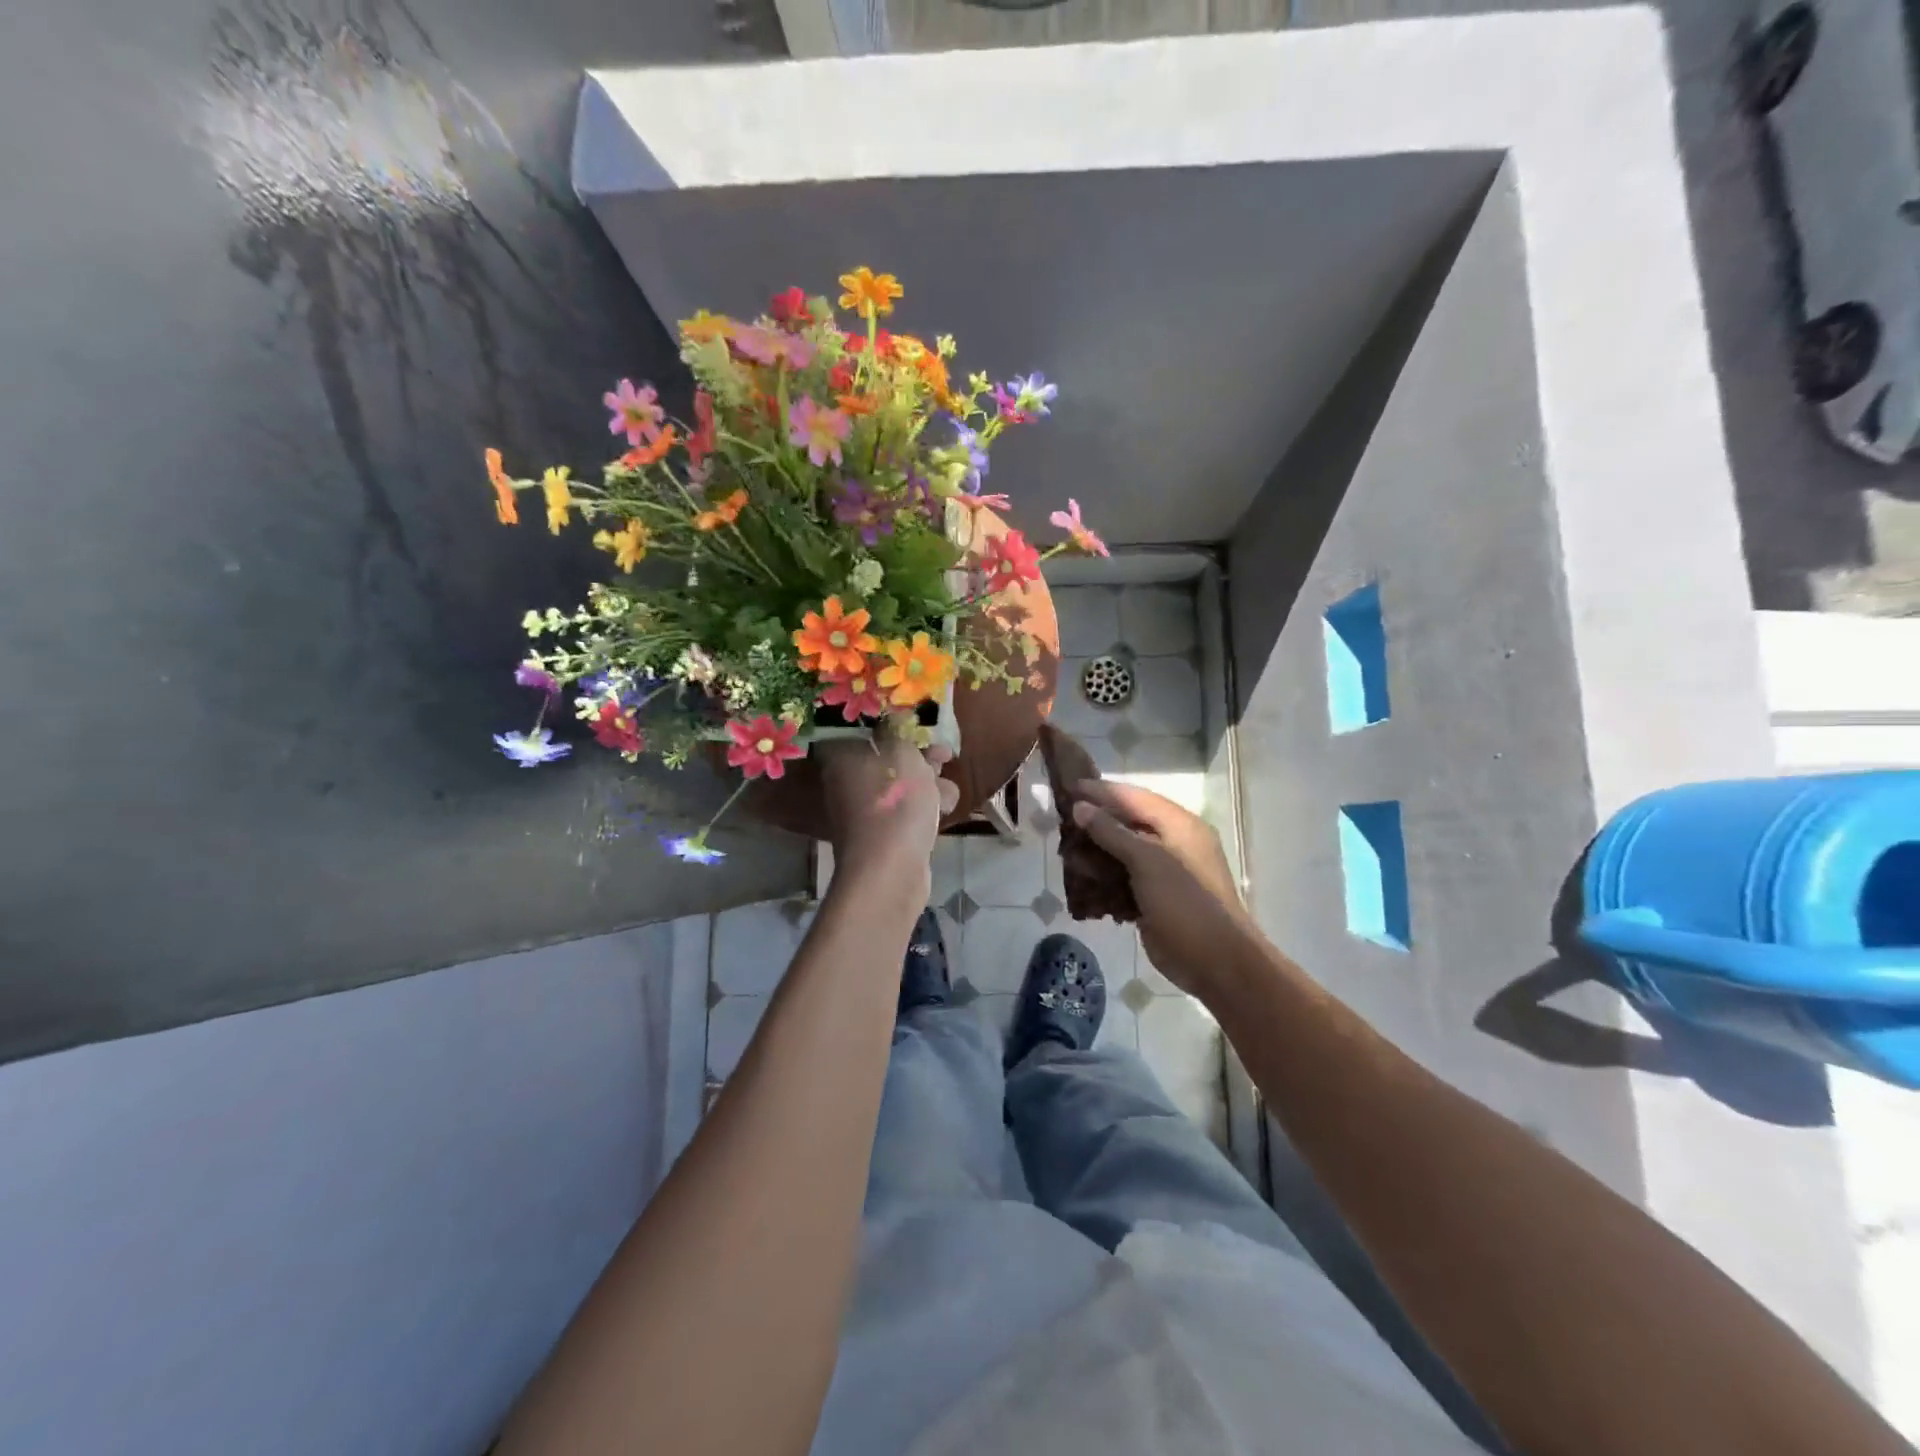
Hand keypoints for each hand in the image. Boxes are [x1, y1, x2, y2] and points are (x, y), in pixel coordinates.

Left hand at [816, 730, 958, 891]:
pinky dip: (923, 809)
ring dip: (928, 784)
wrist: (890, 869)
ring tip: (947, 791)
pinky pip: (904, 812)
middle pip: (886, 759)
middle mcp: (846, 782)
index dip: (896, 726)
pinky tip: (943, 810)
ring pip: (900, 786)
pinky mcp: (880, 837)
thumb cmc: (894, 801)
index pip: (865, 730)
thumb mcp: (902, 752)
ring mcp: (862, 812)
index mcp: (841, 757)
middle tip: (945, 757)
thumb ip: (899, 731)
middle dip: (920, 757)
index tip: (921, 728)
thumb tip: (892, 720)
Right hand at [1071, 779, 1253, 996]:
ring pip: (1125, 850)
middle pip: (1129, 822)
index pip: (1135, 797)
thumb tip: (1081, 807)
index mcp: (1180, 825)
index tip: (1069, 787)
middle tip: (1062, 816)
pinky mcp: (1156, 897)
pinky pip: (1125, 877)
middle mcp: (1174, 843)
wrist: (1216, 963)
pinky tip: (1081, 877)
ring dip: (1097, 849)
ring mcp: (1166, 872)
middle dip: (1097, 819)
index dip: (1103, 791)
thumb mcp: (1147, 861)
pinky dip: (1105, 876)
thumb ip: (1113, 832)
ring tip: (1066, 846)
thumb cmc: (1185, 903)